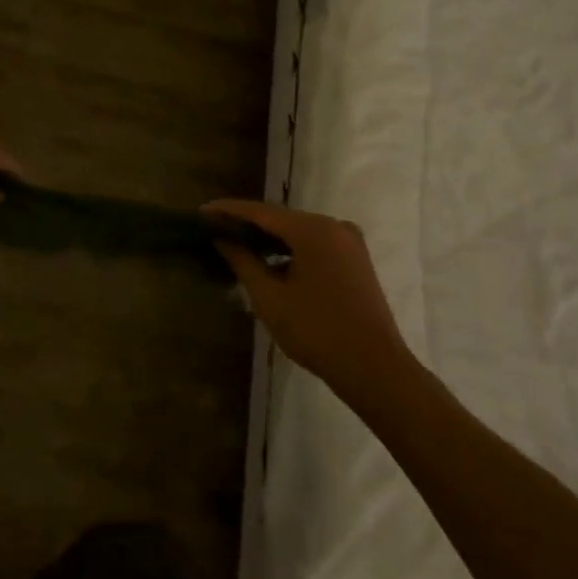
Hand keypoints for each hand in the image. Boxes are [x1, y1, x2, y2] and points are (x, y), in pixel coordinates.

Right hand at [203, 199, 411, 399]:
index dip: (229, 210)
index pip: (261, 212)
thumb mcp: (270, 298)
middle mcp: (334, 225)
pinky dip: (292, 250)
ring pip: (299, 232)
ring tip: (238, 246)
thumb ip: (244, 262)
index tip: (202, 211)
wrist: (374, 368)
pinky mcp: (356, 260)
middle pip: (281, 219)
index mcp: (313, 229)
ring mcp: (349, 242)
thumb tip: (223, 240)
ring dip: (271, 239)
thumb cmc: (317, 331)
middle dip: (249, 224)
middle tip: (216, 230)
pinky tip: (272, 263)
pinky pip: (316, 245)